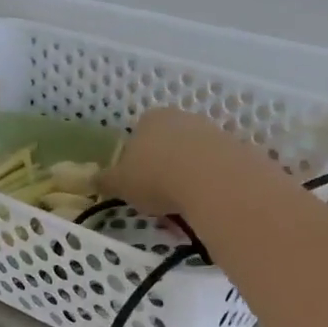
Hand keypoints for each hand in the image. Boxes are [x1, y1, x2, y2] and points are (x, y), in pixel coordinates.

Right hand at [102, 108, 256, 218]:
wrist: (211, 178)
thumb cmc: (155, 176)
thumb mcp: (121, 183)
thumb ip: (106, 180)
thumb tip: (92, 180)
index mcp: (149, 119)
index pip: (137, 136)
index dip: (135, 162)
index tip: (137, 186)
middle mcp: (180, 118)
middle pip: (167, 145)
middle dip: (163, 169)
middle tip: (159, 199)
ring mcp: (210, 131)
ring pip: (192, 157)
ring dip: (187, 178)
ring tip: (183, 208)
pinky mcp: (235, 149)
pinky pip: (215, 170)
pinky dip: (209, 185)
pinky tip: (205, 204)